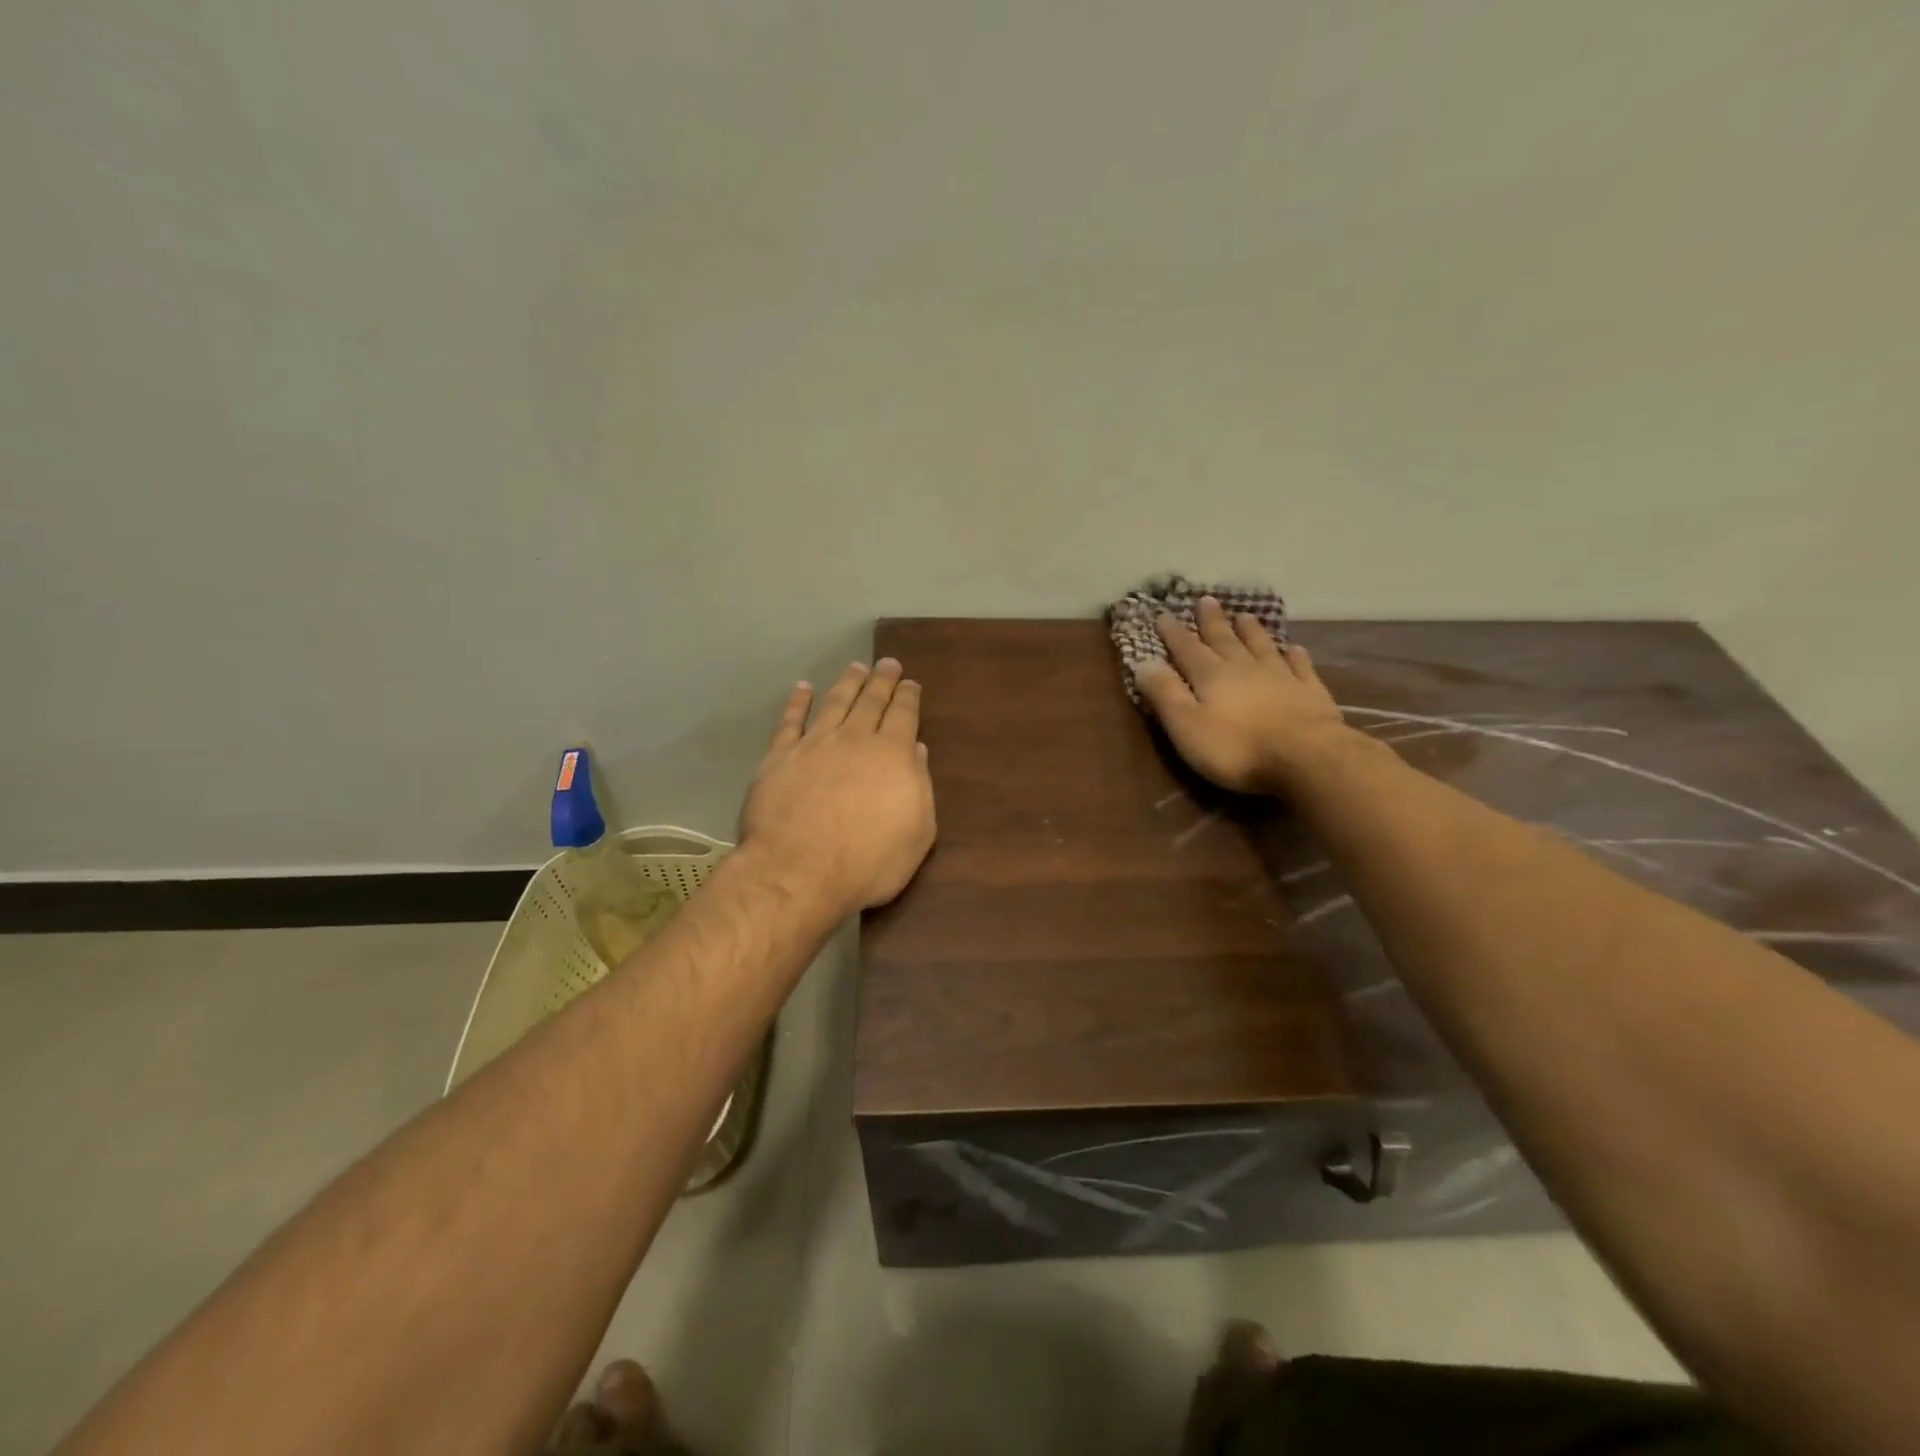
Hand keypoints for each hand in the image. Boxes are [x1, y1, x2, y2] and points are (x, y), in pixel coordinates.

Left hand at [739, 658, 936, 915]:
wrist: (799, 870)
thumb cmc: (869, 860)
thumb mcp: (917, 832)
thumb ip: (919, 787)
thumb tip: (915, 751)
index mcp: (893, 755)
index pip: (904, 715)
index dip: (908, 697)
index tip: (910, 683)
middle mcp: (855, 739)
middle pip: (871, 701)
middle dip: (882, 680)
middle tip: (888, 663)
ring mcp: (814, 745)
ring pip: (835, 703)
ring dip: (847, 683)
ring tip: (855, 667)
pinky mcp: (779, 757)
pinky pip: (789, 721)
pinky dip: (796, 702)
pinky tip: (802, 688)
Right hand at [1134, 597, 1348, 793]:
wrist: (1306, 757)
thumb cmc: (1237, 747)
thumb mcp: (1186, 725)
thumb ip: (1165, 694)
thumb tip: (1143, 662)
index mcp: (1211, 676)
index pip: (1186, 649)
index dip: (1173, 633)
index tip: (1163, 614)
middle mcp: (1244, 668)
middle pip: (1224, 640)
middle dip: (1212, 621)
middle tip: (1206, 600)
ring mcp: (1280, 677)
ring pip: (1261, 646)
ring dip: (1251, 631)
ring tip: (1244, 615)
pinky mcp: (1309, 692)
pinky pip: (1300, 666)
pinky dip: (1294, 656)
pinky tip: (1294, 648)